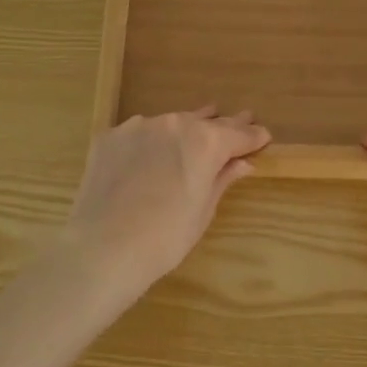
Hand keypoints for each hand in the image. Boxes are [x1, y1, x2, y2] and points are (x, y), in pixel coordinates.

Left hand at [64, 108, 271, 299]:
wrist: (103, 247)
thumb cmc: (166, 237)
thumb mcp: (203, 210)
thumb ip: (222, 179)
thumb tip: (242, 163)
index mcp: (205, 141)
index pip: (238, 134)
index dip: (253, 136)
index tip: (263, 136)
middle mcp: (174, 124)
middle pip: (205, 122)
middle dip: (224, 125)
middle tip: (242, 119)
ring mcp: (138, 127)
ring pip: (170, 123)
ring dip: (185, 129)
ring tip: (197, 127)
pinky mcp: (109, 137)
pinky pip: (139, 134)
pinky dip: (150, 141)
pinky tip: (150, 153)